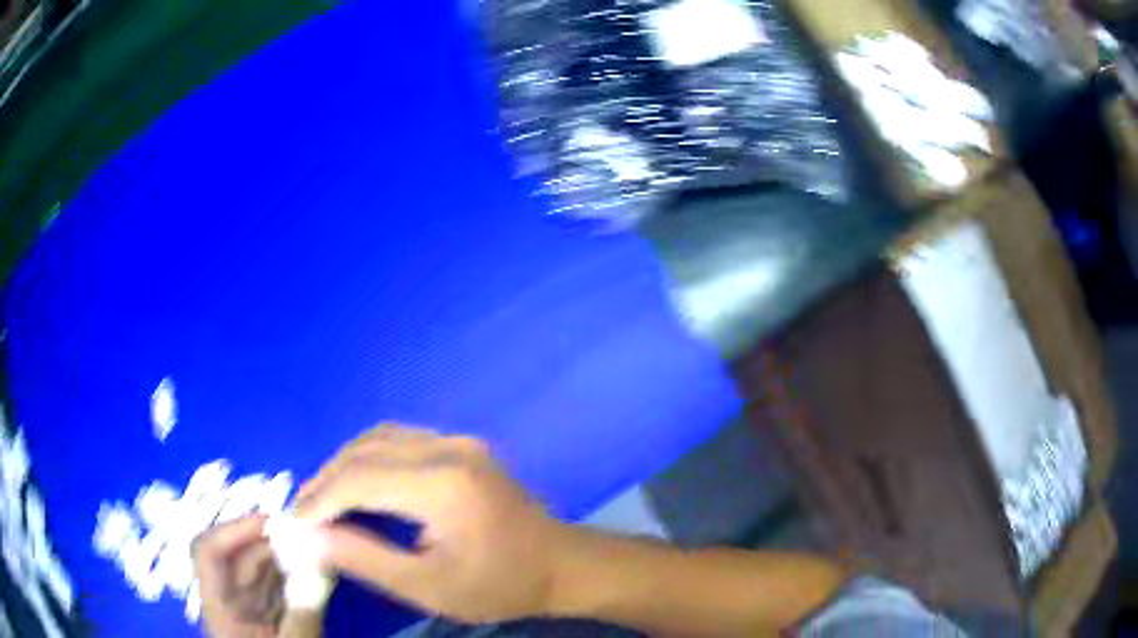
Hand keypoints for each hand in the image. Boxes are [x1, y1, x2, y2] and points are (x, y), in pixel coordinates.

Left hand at [192, 515, 323, 637]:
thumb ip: (304, 607)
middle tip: (307, 531)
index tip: (273, 523)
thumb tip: (321, 562)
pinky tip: (317, 568)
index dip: (234, 530)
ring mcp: (250, 611)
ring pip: (260, 571)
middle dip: (269, 539)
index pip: (209, 553)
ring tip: (317, 546)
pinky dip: (296, 575)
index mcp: (220, 608)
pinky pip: (278, 587)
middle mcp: (229, 602)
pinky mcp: (270, 618)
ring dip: (286, 555)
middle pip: (237, 557)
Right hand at [293, 425, 568, 623]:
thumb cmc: (500, 586)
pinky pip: (400, 441)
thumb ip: (365, 559)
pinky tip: (357, 486)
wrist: (562, 565)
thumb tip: (310, 538)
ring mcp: (459, 442)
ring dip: (344, 466)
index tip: (292, 524)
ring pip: (379, 438)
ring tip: (322, 501)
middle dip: (325, 481)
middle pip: (365, 450)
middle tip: (302, 513)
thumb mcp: (429, 587)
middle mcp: (448, 449)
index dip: (318, 501)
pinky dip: (368, 460)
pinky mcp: (462, 447)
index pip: (359, 479)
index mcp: (442, 484)